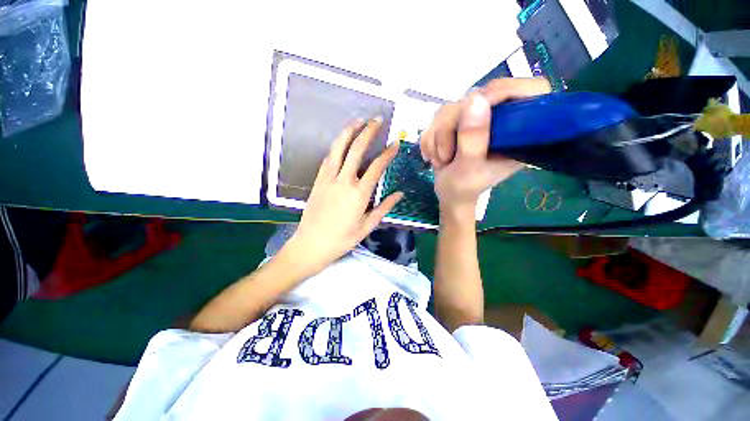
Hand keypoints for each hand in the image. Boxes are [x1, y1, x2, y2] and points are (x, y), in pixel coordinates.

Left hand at [282, 118, 402, 273]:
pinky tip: (342, 142)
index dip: (387, 153)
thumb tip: (399, 194)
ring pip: (339, 148)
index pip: (377, 166)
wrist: (311, 244)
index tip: (395, 143)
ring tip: (358, 121)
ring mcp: (328, 178)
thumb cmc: (342, 239)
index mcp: (359, 193)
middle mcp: (344, 181)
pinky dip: (336, 147)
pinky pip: (328, 158)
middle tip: (377, 120)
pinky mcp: (318, 180)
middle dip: (368, 131)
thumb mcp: (367, 226)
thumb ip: (384, 207)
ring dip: (349, 131)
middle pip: (357, 149)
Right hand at [420, 78, 551, 218]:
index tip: (478, 110)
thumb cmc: (464, 188)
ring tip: (442, 159)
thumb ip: (473, 139)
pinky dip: (430, 138)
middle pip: (480, 96)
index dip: (506, 92)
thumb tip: (476, 100)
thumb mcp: (469, 169)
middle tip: (447, 154)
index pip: (531, 90)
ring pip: (451, 107)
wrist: (449, 194)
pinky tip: (434, 154)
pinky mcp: (458, 120)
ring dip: (438, 137)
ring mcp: (477, 118)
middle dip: (453, 126)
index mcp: (520, 132)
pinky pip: (437, 117)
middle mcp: (500, 119)